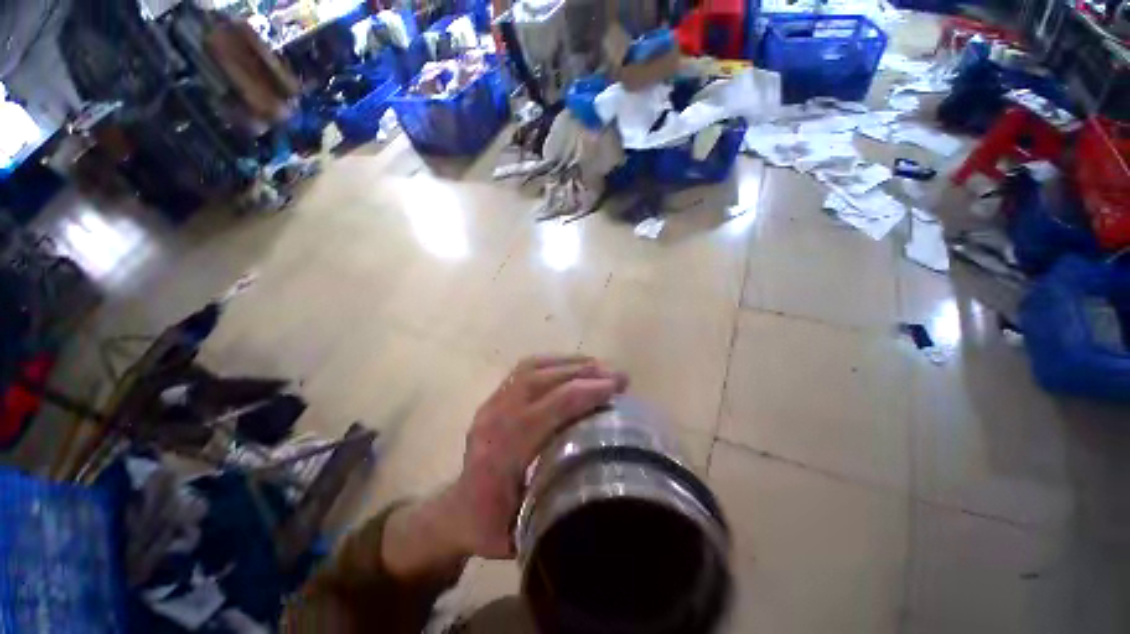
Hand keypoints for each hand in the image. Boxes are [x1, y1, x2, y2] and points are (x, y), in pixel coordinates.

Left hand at [381, 355, 626, 580]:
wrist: (455, 511)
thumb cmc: (491, 526)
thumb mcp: (526, 532)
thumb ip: (560, 507)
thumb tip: (606, 480)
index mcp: (503, 453)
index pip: (550, 409)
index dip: (586, 393)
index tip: (617, 388)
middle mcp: (495, 419)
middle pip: (542, 381)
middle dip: (584, 373)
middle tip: (617, 375)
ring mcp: (491, 404)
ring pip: (532, 369)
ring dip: (569, 363)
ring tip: (599, 366)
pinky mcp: (493, 398)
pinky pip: (523, 369)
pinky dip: (552, 362)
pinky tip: (572, 366)